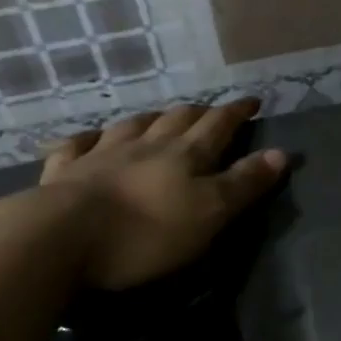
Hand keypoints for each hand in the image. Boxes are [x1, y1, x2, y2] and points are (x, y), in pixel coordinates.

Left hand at [38, 99, 287, 288]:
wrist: (59, 239)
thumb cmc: (146, 232)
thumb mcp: (210, 213)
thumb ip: (244, 183)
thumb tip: (281, 152)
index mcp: (185, 154)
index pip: (219, 124)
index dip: (237, 112)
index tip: (253, 101)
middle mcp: (146, 145)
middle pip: (178, 119)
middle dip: (199, 112)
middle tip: (211, 111)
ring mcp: (102, 155)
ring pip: (132, 126)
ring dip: (152, 119)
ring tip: (160, 117)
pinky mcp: (64, 173)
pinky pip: (77, 146)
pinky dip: (88, 138)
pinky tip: (90, 138)